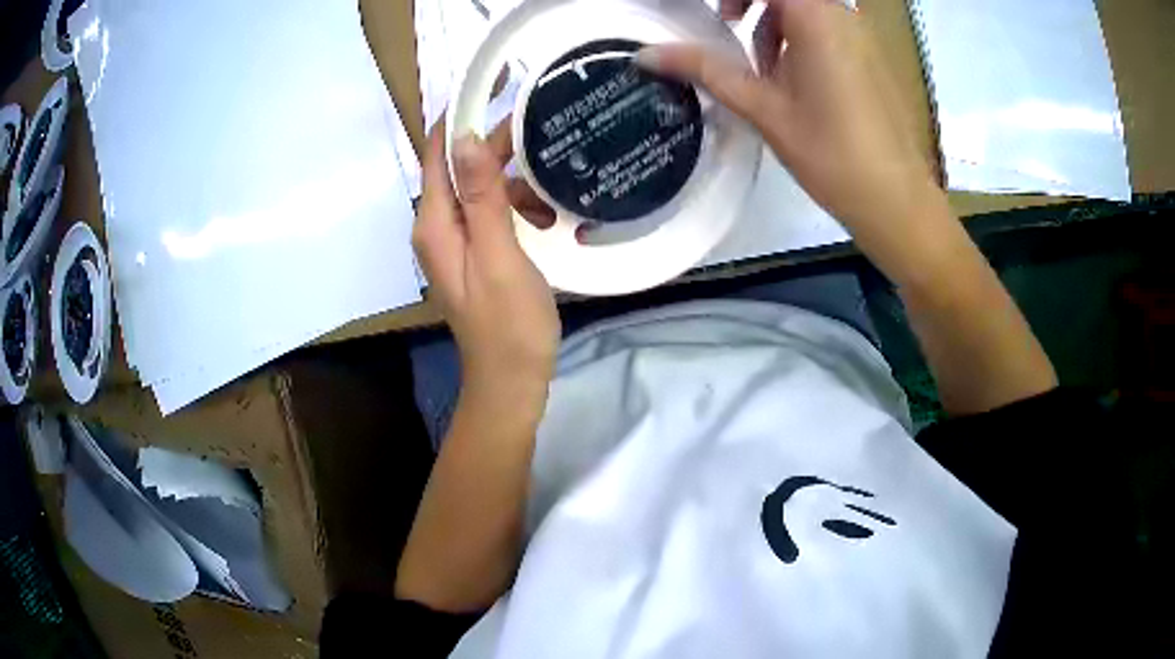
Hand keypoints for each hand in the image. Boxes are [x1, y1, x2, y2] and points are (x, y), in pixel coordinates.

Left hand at [413, 121, 559, 409]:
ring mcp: (455, 242)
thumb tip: (468, 140)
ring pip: (479, 190)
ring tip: (550, 193)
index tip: (492, 86)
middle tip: (540, 128)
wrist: (511, 380)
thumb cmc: (509, 323)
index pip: (438, 154)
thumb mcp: (499, 255)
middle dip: (496, 147)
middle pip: (460, 168)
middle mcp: (437, 227)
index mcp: (435, 224)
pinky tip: (544, 220)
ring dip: (512, 183)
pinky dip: (515, 209)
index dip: (460, 117)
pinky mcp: (474, 253)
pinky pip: (490, 214)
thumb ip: (481, 198)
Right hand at [637, 0, 940, 237]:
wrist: (896, 201)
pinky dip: (802, 38)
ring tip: (767, 70)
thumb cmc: (831, 153)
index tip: (717, 17)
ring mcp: (862, 35)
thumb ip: (707, 70)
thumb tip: (648, 55)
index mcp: (815, 16)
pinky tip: (798, 81)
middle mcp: (842, 15)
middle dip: (751, 2)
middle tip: (731, 30)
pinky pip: (828, 27)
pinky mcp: (872, 56)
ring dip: (776, 23)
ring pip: (806, 8)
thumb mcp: (764, 108)